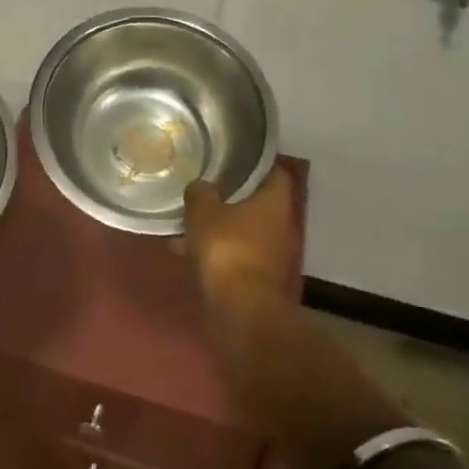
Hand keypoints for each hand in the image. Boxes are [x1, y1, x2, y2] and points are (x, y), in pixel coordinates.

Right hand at [183, 168, 299, 306]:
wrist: (241, 311)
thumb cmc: (227, 249)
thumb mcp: (203, 212)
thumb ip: (200, 192)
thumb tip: (200, 185)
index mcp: (275, 202)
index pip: (274, 173)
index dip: (255, 164)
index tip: (234, 158)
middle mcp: (281, 226)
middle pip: (258, 203)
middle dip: (233, 197)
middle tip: (206, 186)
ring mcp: (272, 255)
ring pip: (243, 231)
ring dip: (221, 227)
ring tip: (189, 221)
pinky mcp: (258, 280)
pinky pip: (236, 255)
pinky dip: (217, 251)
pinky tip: (187, 251)